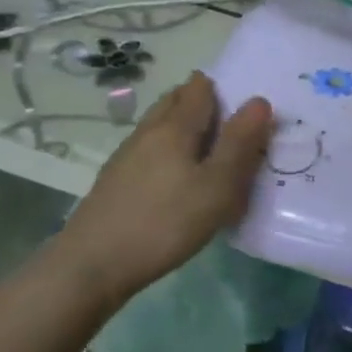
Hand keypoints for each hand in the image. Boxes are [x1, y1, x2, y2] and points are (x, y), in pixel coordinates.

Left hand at [45, 72, 272, 311]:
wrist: (92, 265)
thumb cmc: (165, 222)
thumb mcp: (218, 186)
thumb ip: (240, 143)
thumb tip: (259, 100)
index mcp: (175, 127)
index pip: (199, 89)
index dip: (221, 85)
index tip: (241, 97)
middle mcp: (148, 132)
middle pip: (174, 101)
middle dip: (200, 100)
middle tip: (228, 117)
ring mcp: (126, 156)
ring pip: (159, 126)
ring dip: (182, 125)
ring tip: (207, 145)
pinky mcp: (115, 181)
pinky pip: (149, 150)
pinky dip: (168, 149)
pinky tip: (176, 174)